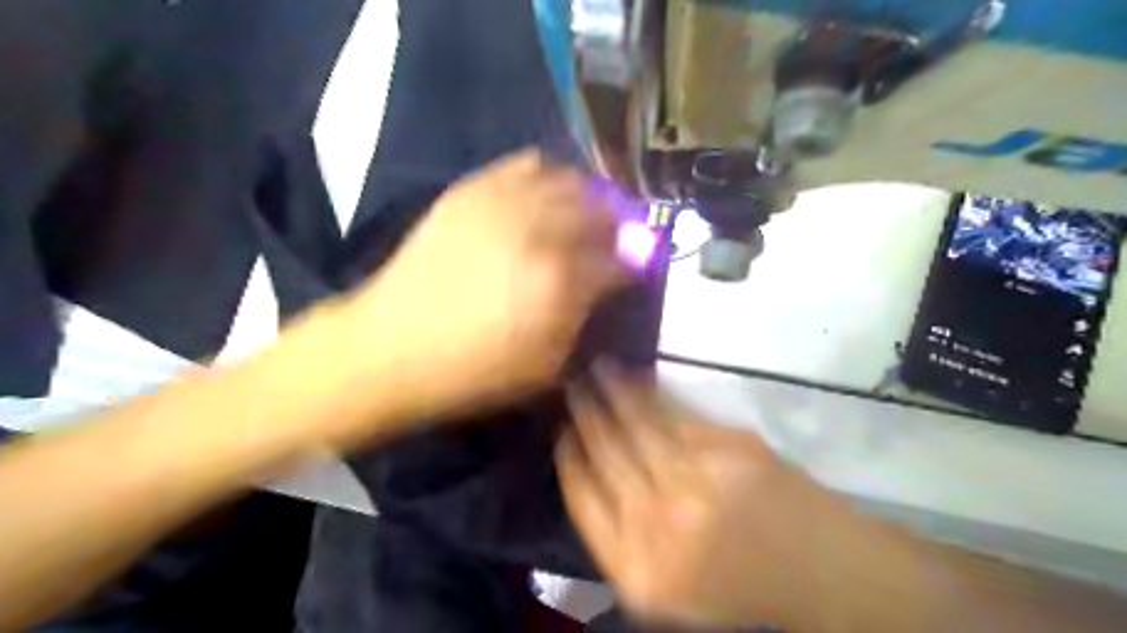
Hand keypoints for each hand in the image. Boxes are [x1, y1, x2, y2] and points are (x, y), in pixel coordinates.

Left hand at [344, 149, 629, 428]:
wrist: (391, 347)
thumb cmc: (473, 370)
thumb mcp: (545, 365)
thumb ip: (586, 319)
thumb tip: (610, 285)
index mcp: (560, 282)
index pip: (622, 260)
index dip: (637, 263)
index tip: (638, 269)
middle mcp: (539, 231)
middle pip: (603, 210)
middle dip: (621, 224)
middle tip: (620, 238)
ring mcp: (504, 202)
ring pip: (570, 179)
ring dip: (591, 195)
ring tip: (589, 212)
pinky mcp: (473, 189)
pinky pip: (527, 164)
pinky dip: (550, 176)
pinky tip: (547, 195)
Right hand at [558, 369, 838, 629]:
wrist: (815, 571)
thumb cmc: (732, 581)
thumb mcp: (661, 585)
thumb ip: (619, 537)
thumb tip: (586, 470)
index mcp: (634, 567)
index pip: (581, 499)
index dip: (567, 458)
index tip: (560, 430)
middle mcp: (657, 523)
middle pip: (605, 455)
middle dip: (583, 415)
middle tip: (570, 384)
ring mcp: (694, 482)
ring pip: (637, 426)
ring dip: (611, 392)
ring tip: (595, 368)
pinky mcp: (727, 450)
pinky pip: (675, 415)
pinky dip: (651, 392)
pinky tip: (636, 377)